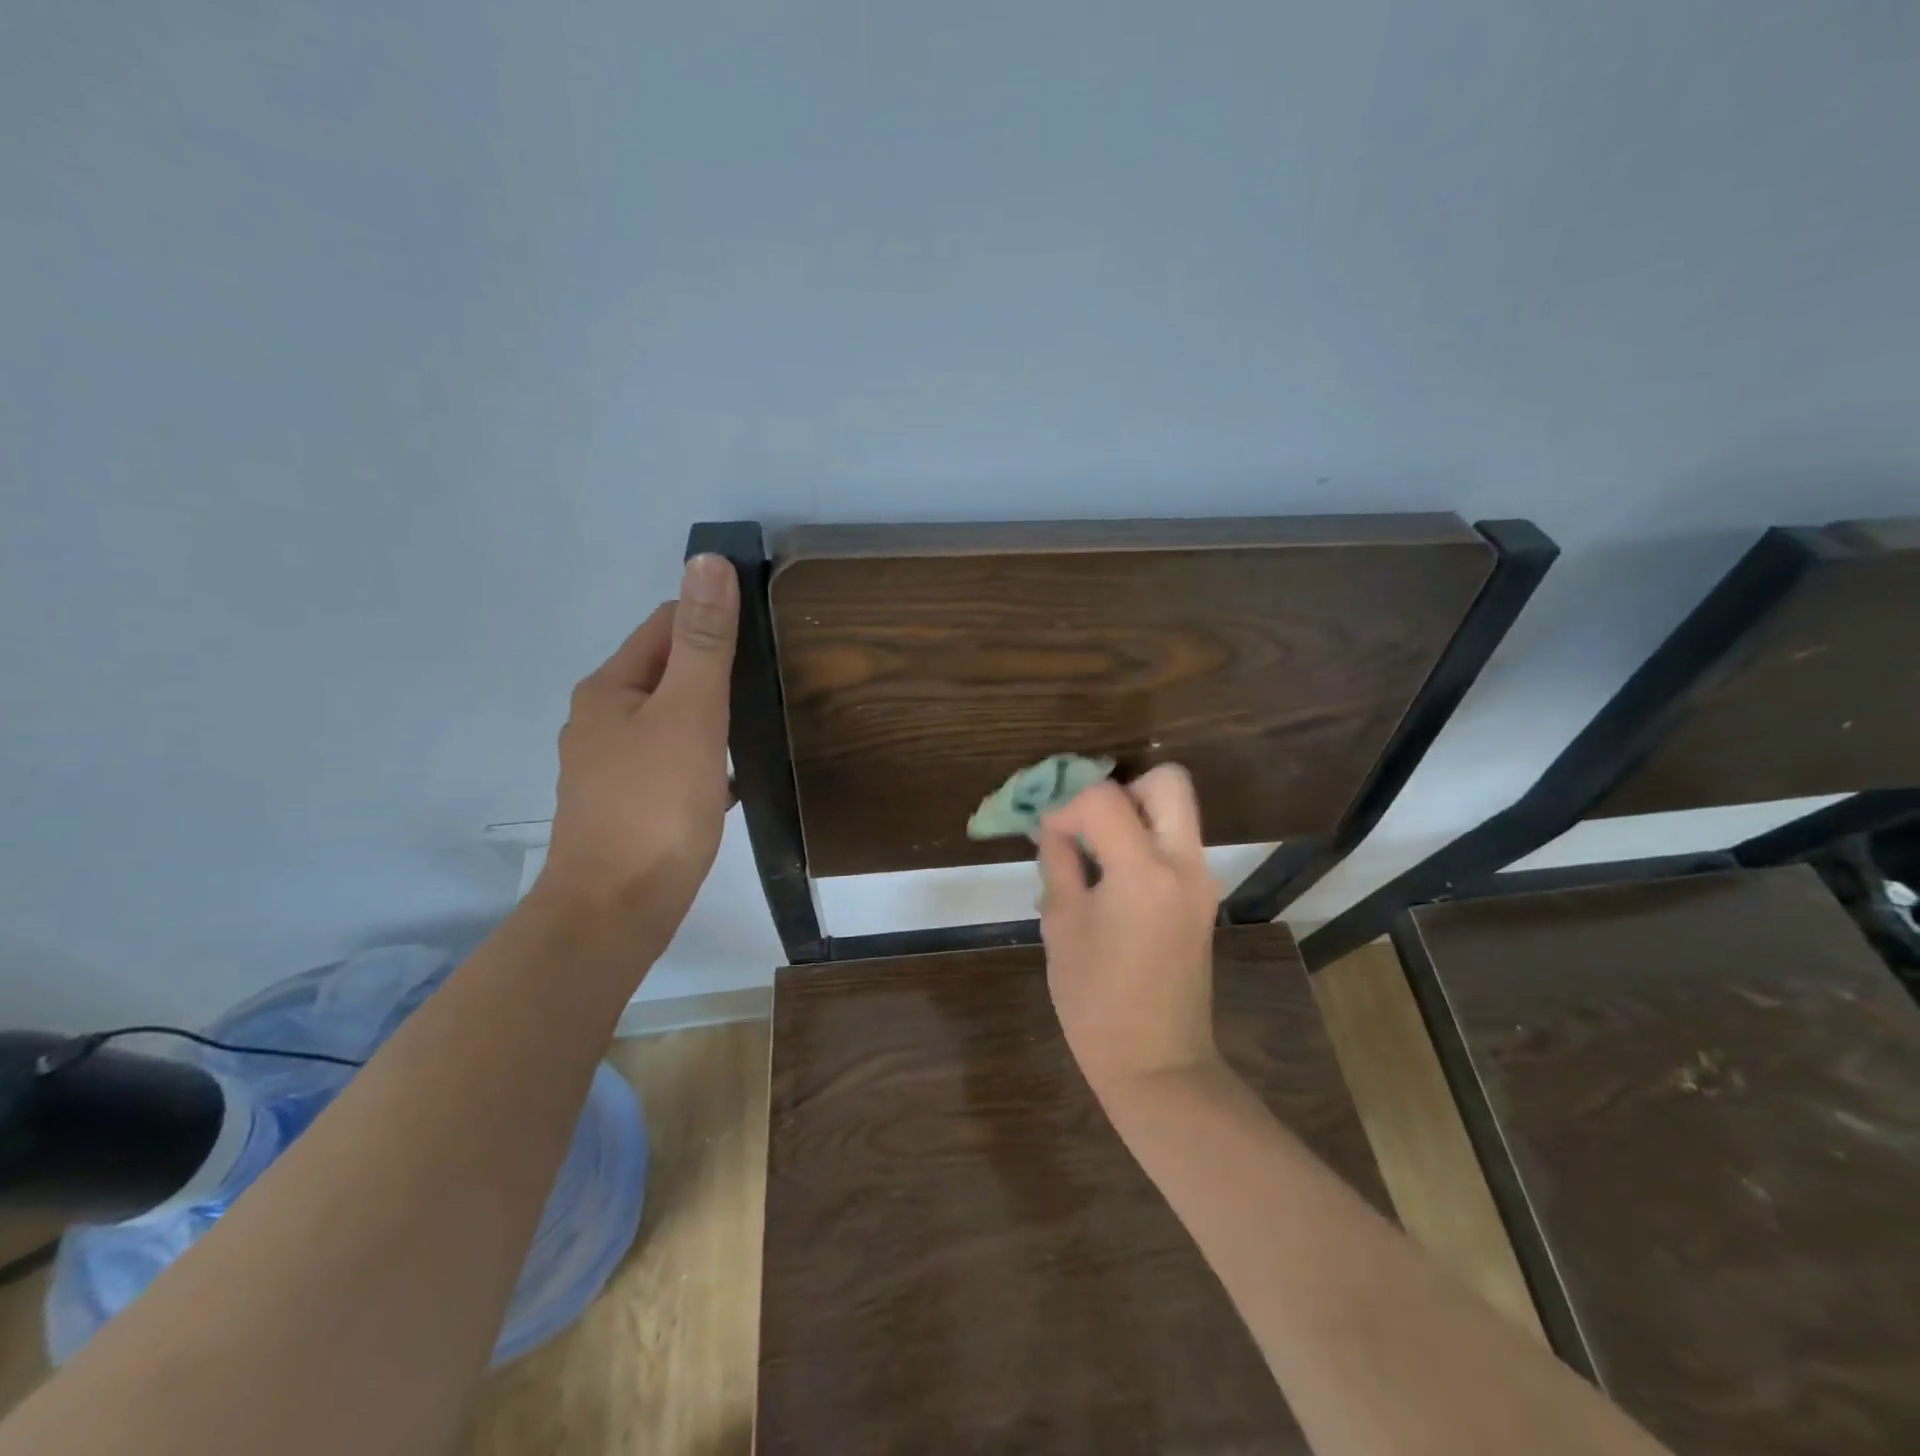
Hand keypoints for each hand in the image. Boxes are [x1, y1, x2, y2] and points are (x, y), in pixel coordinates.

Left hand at [533, 553, 738, 959]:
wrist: (615, 911)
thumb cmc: (655, 807)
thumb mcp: (689, 715)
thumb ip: (703, 642)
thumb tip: (707, 561)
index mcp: (610, 688)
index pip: (666, 625)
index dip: (715, 622)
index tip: (766, 639)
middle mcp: (601, 720)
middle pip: (668, 672)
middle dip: (717, 671)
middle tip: (773, 685)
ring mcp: (610, 766)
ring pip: (672, 721)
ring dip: (712, 717)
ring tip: (760, 727)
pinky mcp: (628, 805)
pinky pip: (674, 763)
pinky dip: (704, 760)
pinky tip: (733, 779)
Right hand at [1036, 764, 1223, 1097]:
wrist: (1157, 1063)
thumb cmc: (1096, 1001)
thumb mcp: (1061, 926)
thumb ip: (1058, 864)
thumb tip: (1054, 828)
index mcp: (1143, 871)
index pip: (1105, 798)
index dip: (1066, 806)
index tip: (1046, 835)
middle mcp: (1184, 864)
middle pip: (1166, 782)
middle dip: (1121, 790)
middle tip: (1087, 824)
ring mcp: (1201, 880)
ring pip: (1176, 810)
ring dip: (1134, 814)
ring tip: (1094, 851)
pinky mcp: (1203, 898)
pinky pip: (1176, 843)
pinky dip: (1144, 840)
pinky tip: (1111, 878)